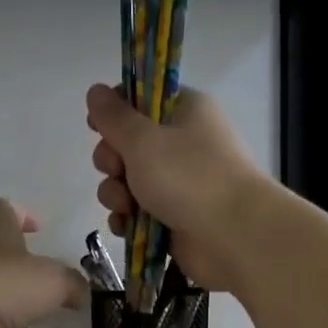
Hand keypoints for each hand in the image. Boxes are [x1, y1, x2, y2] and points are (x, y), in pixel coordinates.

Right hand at [86, 84, 274, 291]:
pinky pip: (137, 214)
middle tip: (118, 170)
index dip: (114, 112)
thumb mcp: (143, 140)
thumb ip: (114, 117)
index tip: (95, 125)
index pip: (140, 99)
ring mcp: (178, 184)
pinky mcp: (173, 218)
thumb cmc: (189, 177)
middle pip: (128, 145)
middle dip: (112, 161)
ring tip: (127, 207)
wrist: (233, 236)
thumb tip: (95, 91)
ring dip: (117, 194)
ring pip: (128, 182)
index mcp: (183, 111)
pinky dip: (128, 220)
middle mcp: (181, 144)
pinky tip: (126, 226)